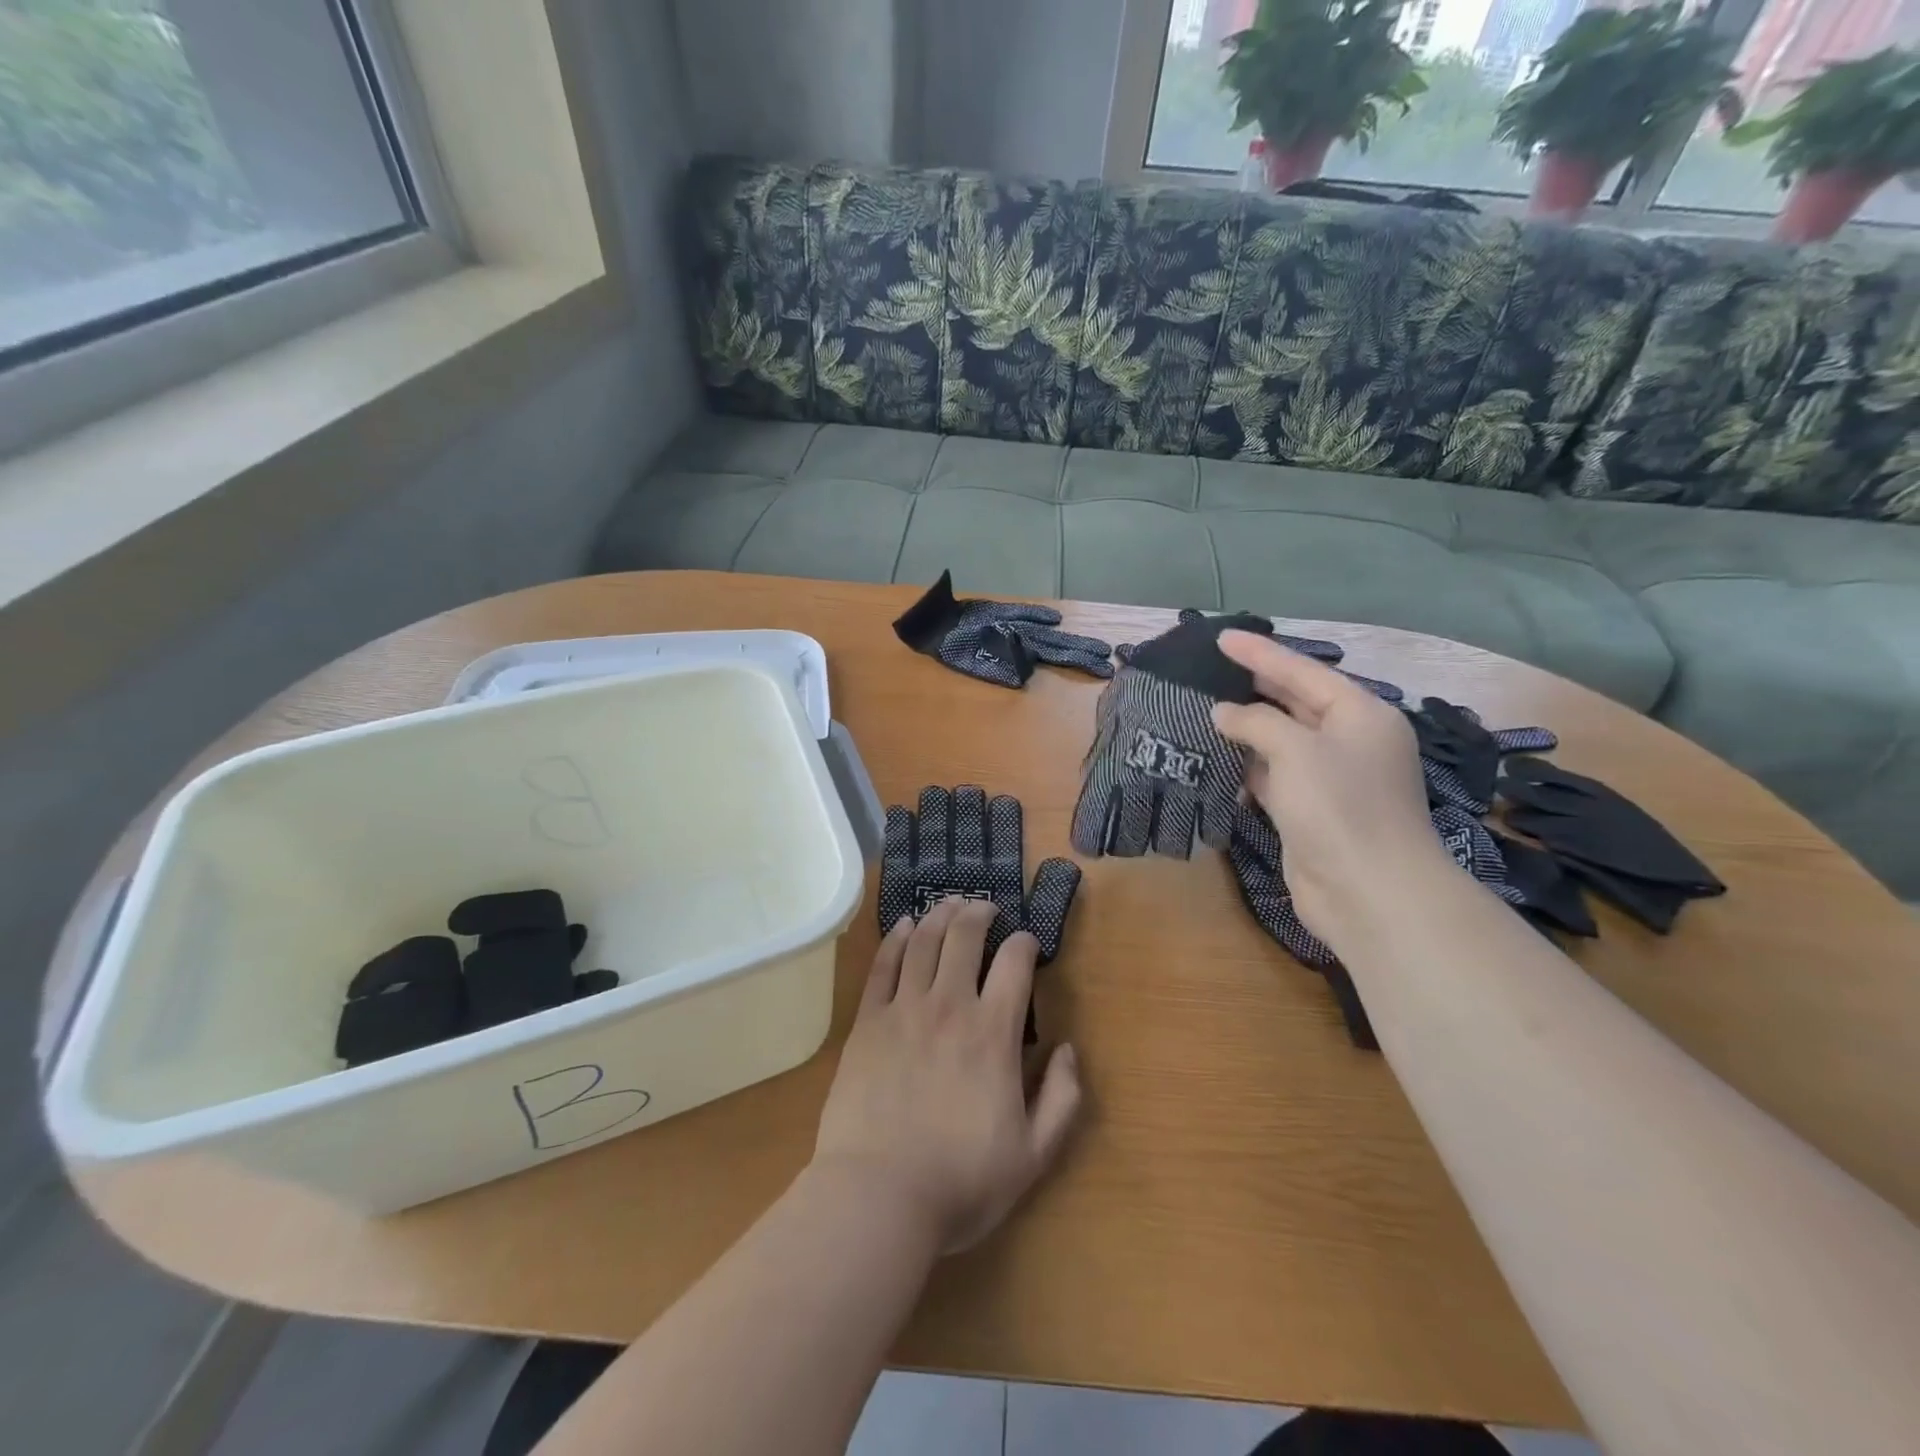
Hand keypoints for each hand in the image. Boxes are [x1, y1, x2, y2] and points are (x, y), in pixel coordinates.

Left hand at [812, 900, 1082, 1254]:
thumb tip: (1067, 1050)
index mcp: (993, 1033)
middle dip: (980, 913)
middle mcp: (950, 1006)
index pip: (1015, 964)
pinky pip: (883, 965)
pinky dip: (897, 938)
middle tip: (986, 908)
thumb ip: (1061, 1099)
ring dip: (941, 914)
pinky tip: (906, 925)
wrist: (878, 1196)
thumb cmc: (961, 1182)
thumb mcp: (1033, 1154)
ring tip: (951, 903)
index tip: (1026, 942)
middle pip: (965, 937)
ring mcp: (904, 1009)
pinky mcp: (868, 1021)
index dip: (1024, 943)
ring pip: (925, 941)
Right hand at [1211, 630, 1451, 944]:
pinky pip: (1274, 776)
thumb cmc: (1339, 806)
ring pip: (1282, 742)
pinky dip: (1248, 767)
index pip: (1303, 671)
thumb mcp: (1295, 750)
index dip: (1260, 653)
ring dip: (1246, 729)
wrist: (1369, 892)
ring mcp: (1331, 779)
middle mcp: (1349, 741)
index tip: (1221, 637)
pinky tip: (1217, 758)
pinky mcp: (1311, 811)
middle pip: (1295, 703)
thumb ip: (1256, 722)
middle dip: (1254, 687)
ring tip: (1203, 708)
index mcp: (1361, 714)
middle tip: (1210, 669)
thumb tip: (1223, 712)